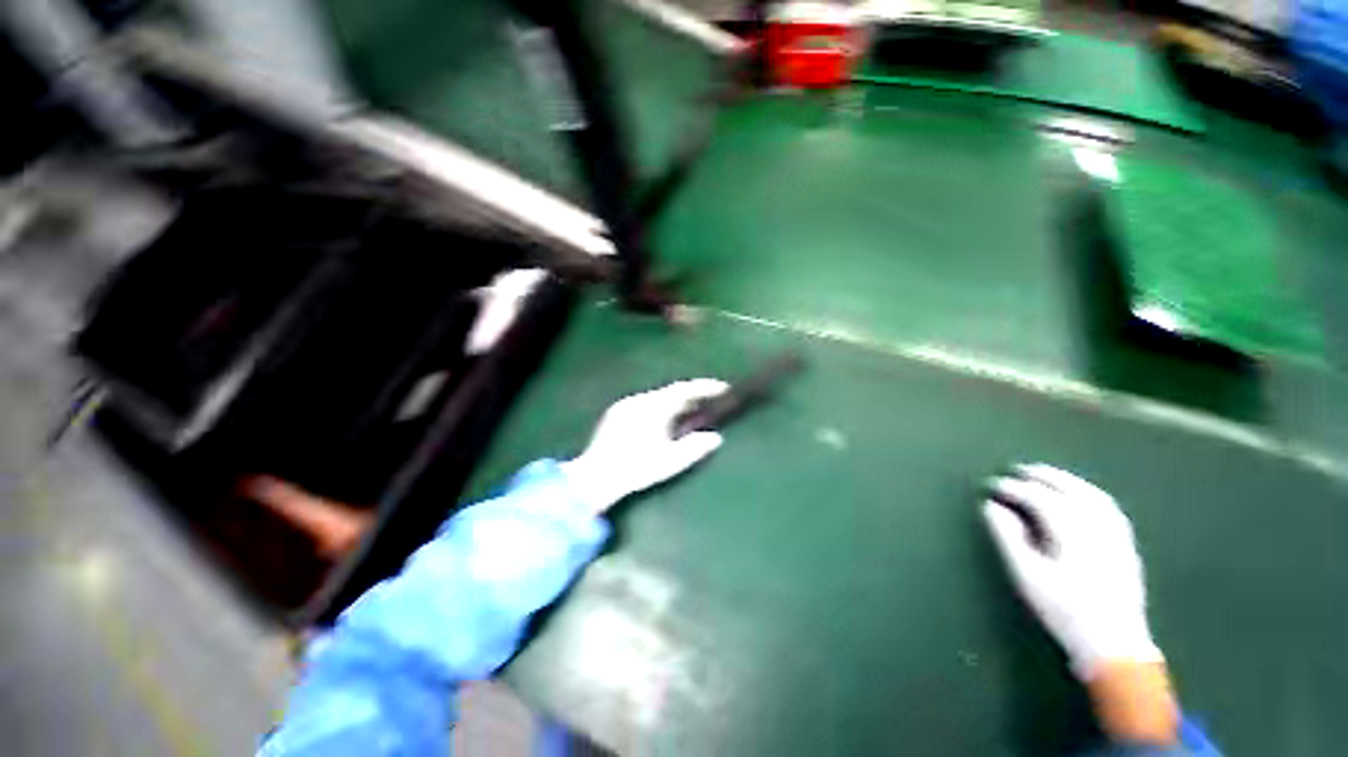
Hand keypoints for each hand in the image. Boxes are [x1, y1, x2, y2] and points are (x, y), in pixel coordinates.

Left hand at [561, 379, 728, 514]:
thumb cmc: (636, 469)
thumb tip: (716, 437)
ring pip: (658, 396)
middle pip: (671, 391)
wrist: (595, 476)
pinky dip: (660, 406)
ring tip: (688, 412)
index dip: (705, 387)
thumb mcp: (670, 462)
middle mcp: (640, 400)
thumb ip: (694, 448)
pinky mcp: (617, 412)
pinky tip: (663, 421)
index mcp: (654, 408)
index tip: (723, 388)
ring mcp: (626, 405)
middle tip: (708, 401)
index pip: (685, 390)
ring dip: (675, 401)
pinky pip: (645, 402)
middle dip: (691, 395)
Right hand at [982, 464, 1162, 679]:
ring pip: (1091, 494)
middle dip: (1041, 476)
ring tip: (1045, 476)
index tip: (993, 486)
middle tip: (1017, 470)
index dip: (1013, 488)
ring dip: (1066, 480)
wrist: (1114, 643)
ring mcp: (1116, 534)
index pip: (1038, 497)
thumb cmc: (1064, 610)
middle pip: (1068, 489)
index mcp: (1072, 531)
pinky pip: (1108, 507)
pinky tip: (1079, 496)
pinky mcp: (1126, 544)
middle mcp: (1098, 525)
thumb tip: (992, 506)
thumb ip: (1007, 537)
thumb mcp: (1027, 575)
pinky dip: (1088, 493)